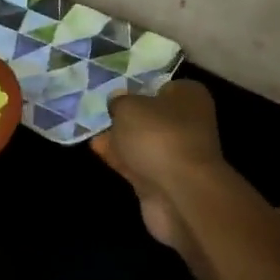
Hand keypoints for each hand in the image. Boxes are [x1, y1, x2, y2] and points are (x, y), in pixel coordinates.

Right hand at [93, 80, 249, 252]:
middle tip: (98, 113)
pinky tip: (96, 150)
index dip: (137, 89)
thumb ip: (119, 101)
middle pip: (151, 116)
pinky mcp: (165, 179)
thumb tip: (118, 101)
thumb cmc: (158, 136)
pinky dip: (119, 157)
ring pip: (143, 141)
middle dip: (126, 117)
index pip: (162, 86)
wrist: (180, 192)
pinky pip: (138, 163)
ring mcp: (178, 153)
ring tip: (91, 131)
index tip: (114, 93)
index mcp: (189, 96)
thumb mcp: (129, 107)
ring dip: (119, 138)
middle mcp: (189, 123)